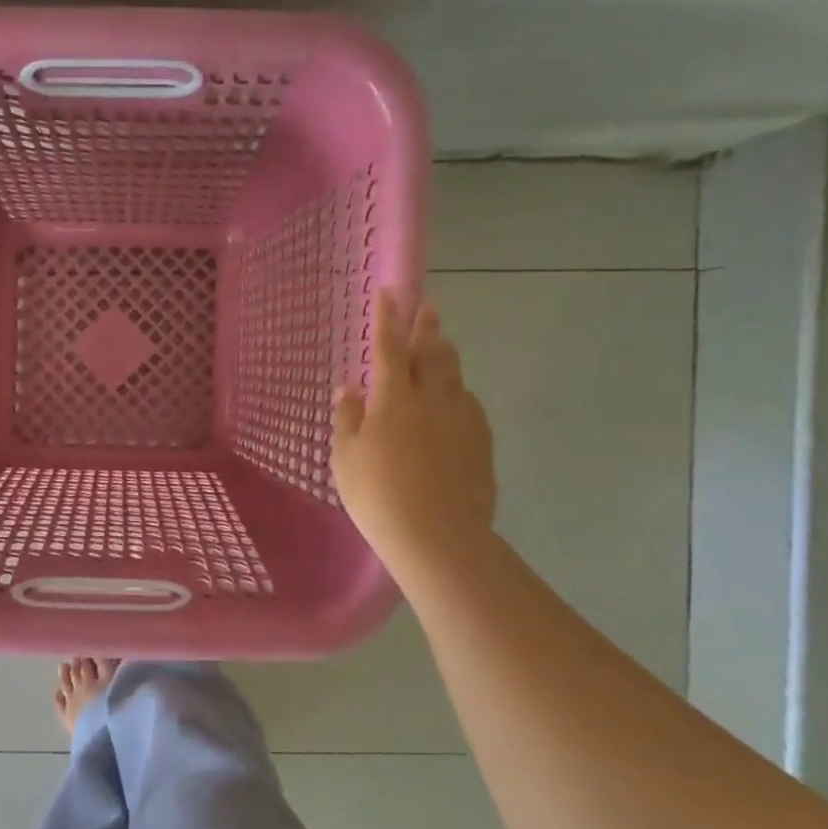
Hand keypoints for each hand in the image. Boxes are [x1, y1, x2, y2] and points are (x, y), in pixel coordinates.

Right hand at [332, 291, 496, 564]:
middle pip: (433, 353)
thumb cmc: (378, 494)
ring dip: (446, 357)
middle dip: (427, 328)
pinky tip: (453, 403)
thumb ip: (348, 418)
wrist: (438, 535)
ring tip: (441, 348)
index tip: (389, 293)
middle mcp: (432, 399)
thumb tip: (351, 388)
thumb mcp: (345, 457)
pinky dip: (457, 394)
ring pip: (455, 377)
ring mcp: (462, 420)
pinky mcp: (481, 443)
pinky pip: (468, 405)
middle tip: (427, 308)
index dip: (388, 319)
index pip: (390, 348)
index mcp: (394, 399)